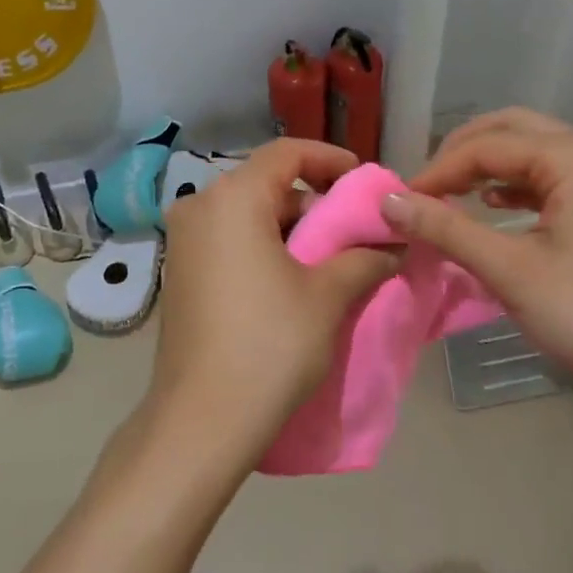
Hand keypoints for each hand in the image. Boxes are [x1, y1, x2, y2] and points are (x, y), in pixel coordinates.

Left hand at [146, 140, 399, 477]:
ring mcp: (183, 241)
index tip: (364, 182)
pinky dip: (264, 246)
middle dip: (315, 201)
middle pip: (266, 183)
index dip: (330, 160)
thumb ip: (364, 258)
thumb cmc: (269, 344)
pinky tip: (294, 279)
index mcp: (232, 198)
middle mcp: (199, 207)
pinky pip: (229, 240)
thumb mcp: (327, 296)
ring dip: (292, 228)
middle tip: (355, 229)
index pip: (287, 153)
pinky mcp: (180, 272)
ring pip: (248, 214)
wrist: (201, 420)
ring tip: (333, 258)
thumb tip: (392, 245)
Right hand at [380, 109, 572, 411]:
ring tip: (451, 196)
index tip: (400, 202)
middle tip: (426, 188)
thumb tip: (389, 201)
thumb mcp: (510, 271)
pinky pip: (553, 176)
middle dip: (462, 154)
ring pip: (533, 151)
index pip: (486, 146)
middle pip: (512, 131)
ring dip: (488, 167)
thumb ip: (446, 229)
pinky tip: (494, 207)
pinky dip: (516, 185)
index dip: (437, 170)